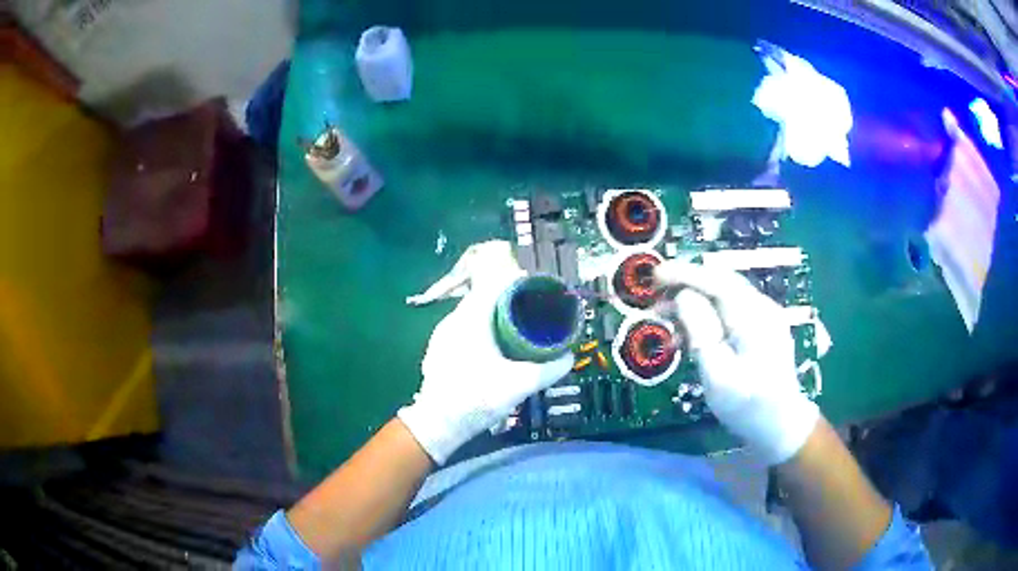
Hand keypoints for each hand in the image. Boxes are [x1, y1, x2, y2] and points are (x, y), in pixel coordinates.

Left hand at [399, 270, 573, 465]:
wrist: (437, 424)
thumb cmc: (476, 398)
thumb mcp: (519, 385)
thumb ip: (548, 370)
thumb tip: (568, 358)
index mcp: (471, 318)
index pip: (495, 284)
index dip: (519, 282)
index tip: (538, 290)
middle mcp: (454, 319)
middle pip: (485, 297)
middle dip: (510, 301)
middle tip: (533, 311)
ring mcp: (442, 334)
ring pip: (473, 314)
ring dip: (495, 316)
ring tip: (518, 328)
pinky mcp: (438, 349)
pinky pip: (464, 328)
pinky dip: (482, 330)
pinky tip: (494, 348)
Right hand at [656, 262, 818, 463]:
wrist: (781, 425)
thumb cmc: (747, 407)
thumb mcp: (718, 376)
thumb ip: (701, 332)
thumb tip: (683, 297)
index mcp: (753, 318)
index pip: (716, 281)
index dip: (684, 273)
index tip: (655, 275)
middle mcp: (762, 308)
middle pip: (721, 281)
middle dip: (686, 282)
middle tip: (655, 294)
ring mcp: (765, 317)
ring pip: (725, 294)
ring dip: (694, 298)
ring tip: (665, 314)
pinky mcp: (762, 328)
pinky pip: (730, 308)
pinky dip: (706, 312)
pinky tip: (689, 330)